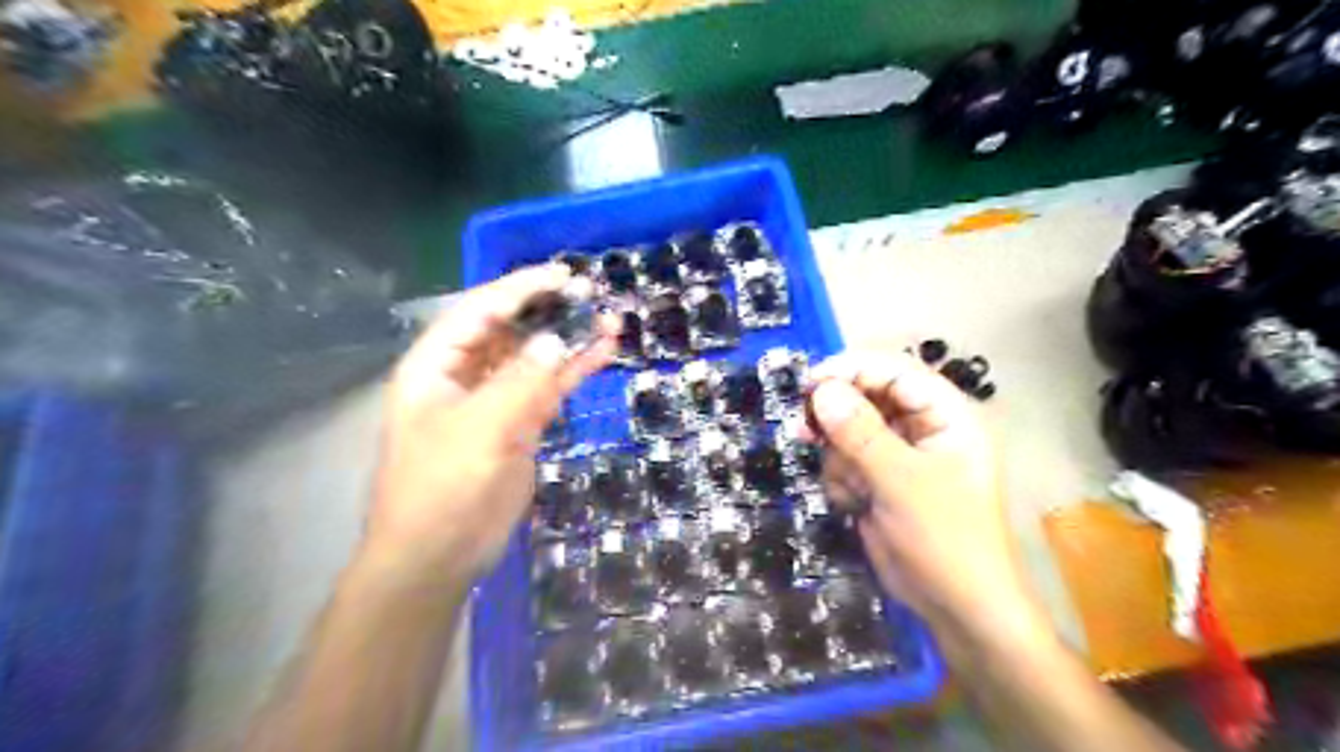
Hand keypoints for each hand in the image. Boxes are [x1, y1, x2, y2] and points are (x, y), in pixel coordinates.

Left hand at [365, 269, 617, 585]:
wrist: (441, 555)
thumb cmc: (443, 488)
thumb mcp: (480, 430)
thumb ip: (520, 381)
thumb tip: (558, 339)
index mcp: (435, 366)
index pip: (479, 312)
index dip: (519, 289)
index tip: (563, 276)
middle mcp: (463, 376)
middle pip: (509, 331)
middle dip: (549, 312)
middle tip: (591, 295)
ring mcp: (494, 401)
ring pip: (534, 359)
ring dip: (568, 341)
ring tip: (608, 320)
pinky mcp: (518, 425)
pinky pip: (548, 389)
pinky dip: (573, 371)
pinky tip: (602, 353)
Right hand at [806, 349, 1034, 639]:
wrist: (956, 607)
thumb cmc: (944, 538)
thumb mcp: (901, 481)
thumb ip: (860, 433)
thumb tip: (822, 390)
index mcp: (945, 415)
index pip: (894, 371)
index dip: (852, 370)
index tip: (809, 383)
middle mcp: (922, 427)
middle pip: (867, 397)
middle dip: (836, 418)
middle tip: (805, 431)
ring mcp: (899, 455)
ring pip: (848, 430)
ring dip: (838, 456)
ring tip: (849, 488)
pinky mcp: (879, 479)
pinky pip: (845, 460)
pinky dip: (841, 478)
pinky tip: (853, 504)